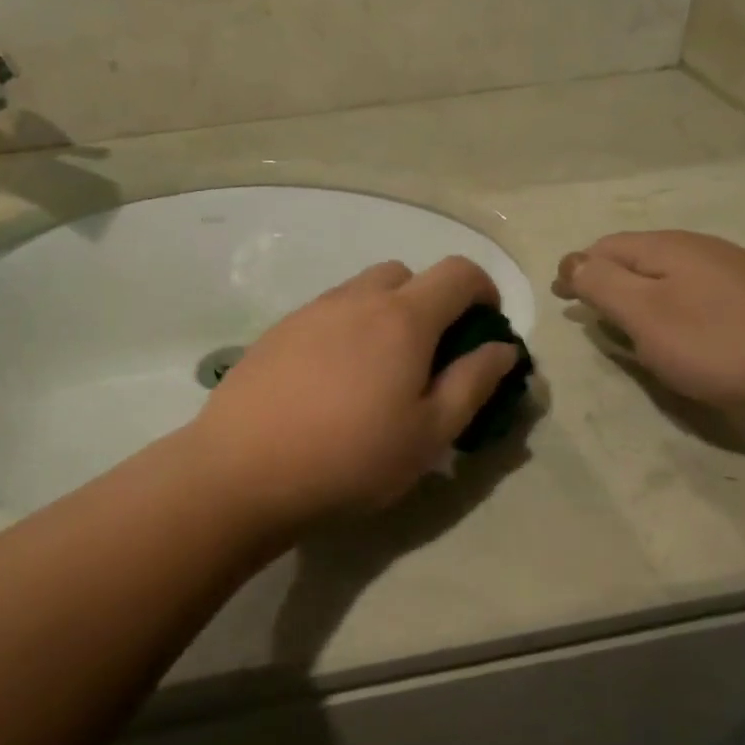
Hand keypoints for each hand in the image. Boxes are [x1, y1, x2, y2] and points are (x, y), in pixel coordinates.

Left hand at [190, 258, 521, 526]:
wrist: (242, 472)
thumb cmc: (351, 458)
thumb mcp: (430, 434)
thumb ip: (473, 383)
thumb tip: (501, 347)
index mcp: (402, 318)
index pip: (458, 272)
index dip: (483, 290)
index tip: (484, 327)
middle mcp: (355, 300)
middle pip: (405, 274)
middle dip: (430, 301)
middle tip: (429, 356)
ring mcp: (309, 312)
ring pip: (361, 292)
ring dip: (384, 315)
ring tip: (378, 374)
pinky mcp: (276, 333)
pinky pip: (325, 314)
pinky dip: (345, 331)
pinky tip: (331, 383)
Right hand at [553, 232, 744, 409]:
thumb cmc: (716, 342)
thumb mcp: (644, 314)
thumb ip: (602, 284)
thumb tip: (572, 261)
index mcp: (667, 247)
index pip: (604, 247)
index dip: (576, 270)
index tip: (560, 300)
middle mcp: (698, 248)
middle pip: (635, 257)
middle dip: (606, 280)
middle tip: (589, 315)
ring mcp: (731, 271)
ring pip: (665, 276)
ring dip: (637, 295)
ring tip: (627, 327)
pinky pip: (693, 293)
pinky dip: (669, 307)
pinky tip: (678, 334)